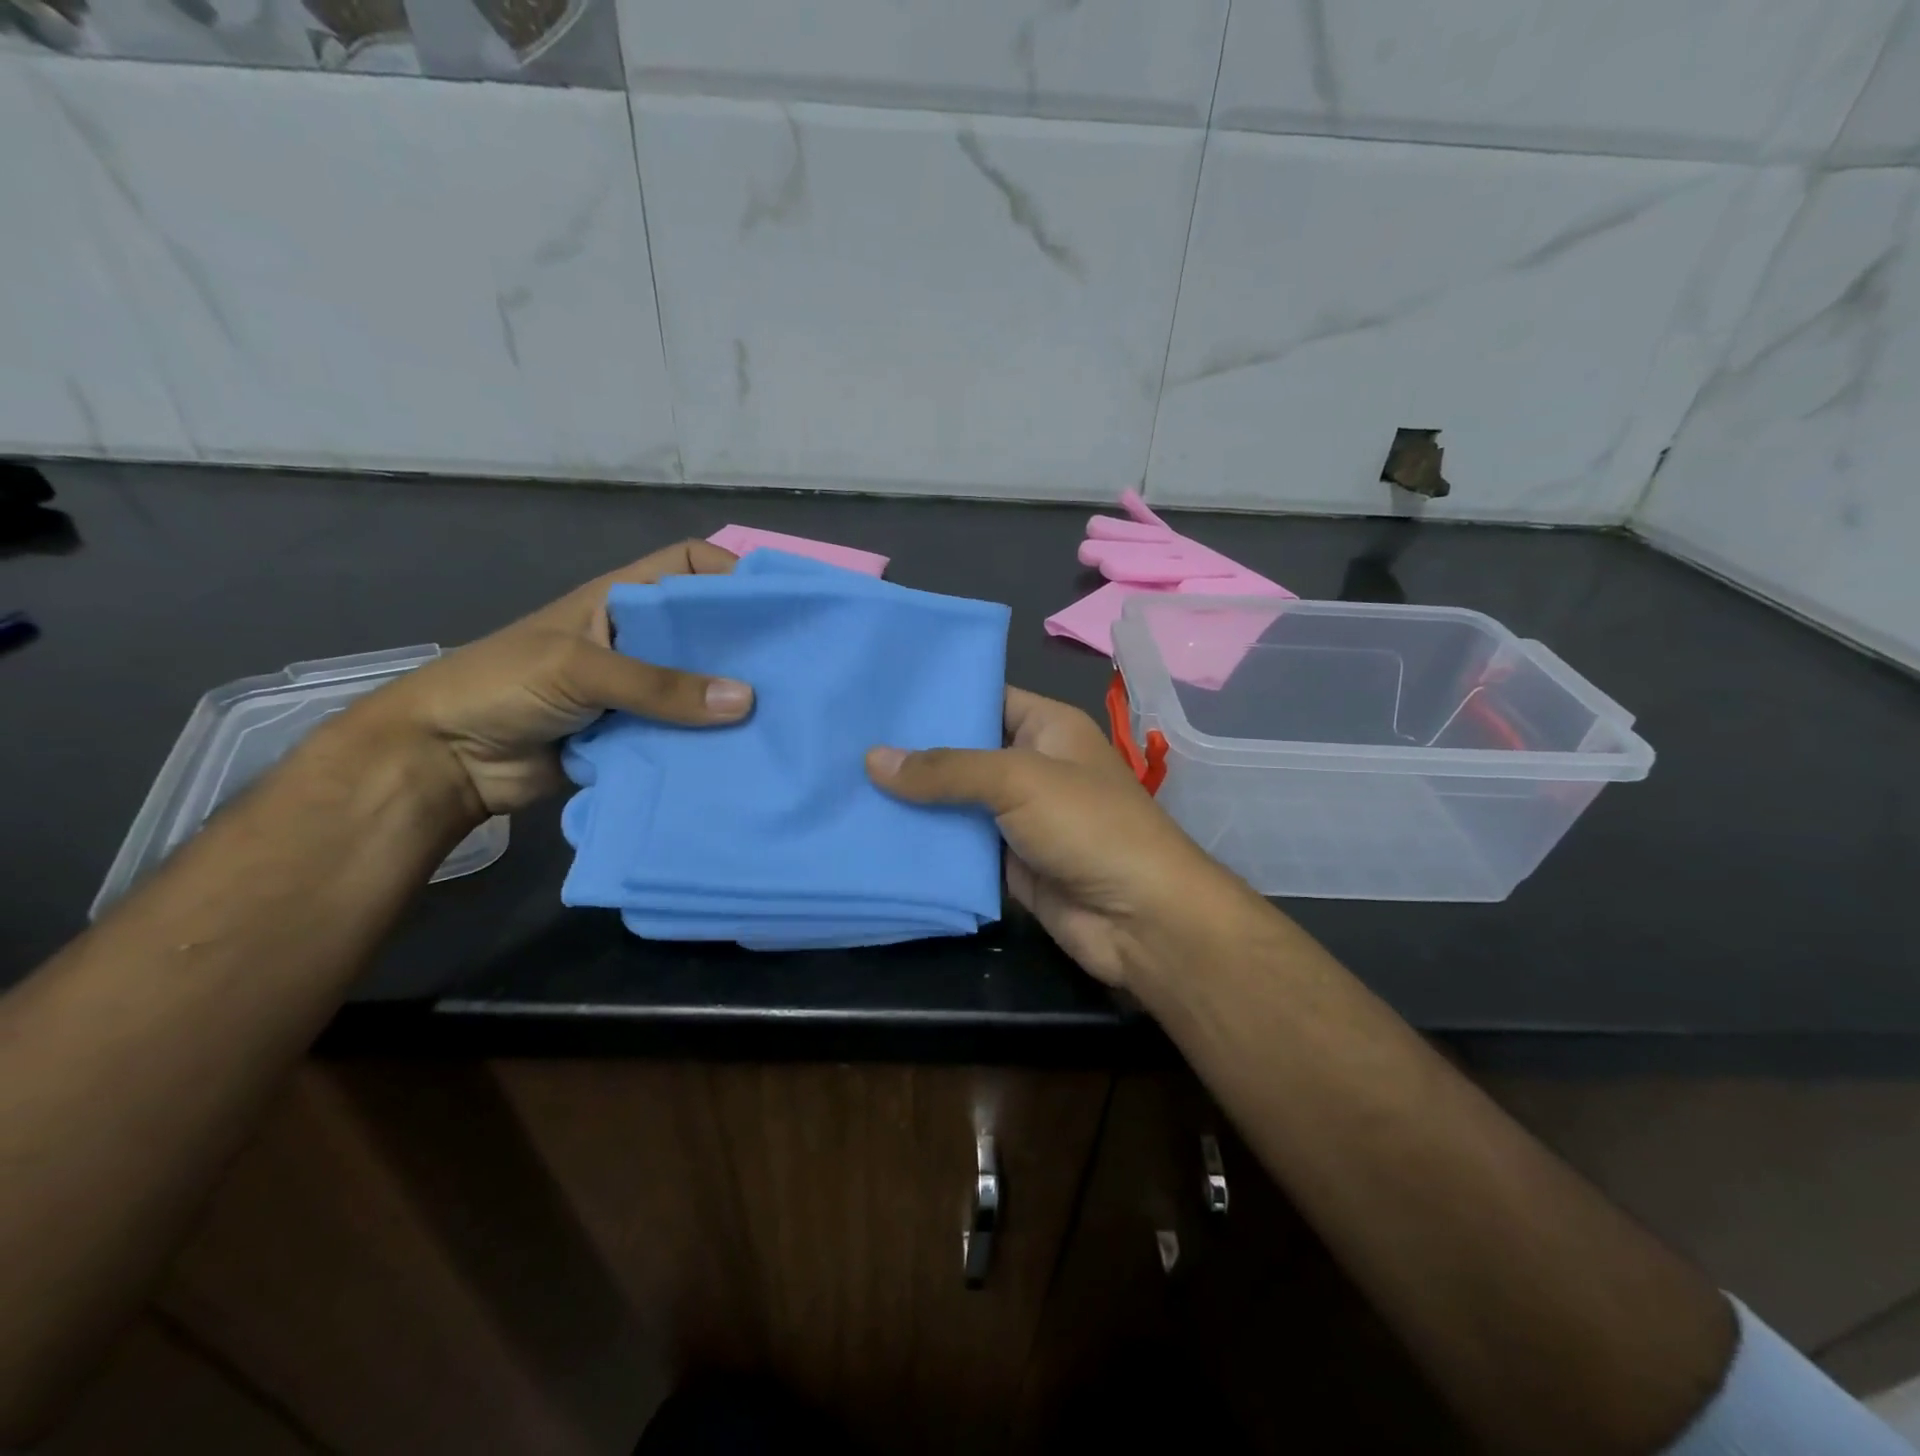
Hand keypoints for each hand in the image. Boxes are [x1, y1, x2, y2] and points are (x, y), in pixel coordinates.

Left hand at [342, 540, 751, 821]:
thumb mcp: (579, 669)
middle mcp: (637, 640)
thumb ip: (659, 685)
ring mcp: (637, 690)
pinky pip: (684, 733)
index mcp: (620, 600)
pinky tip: (744, 752)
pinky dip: (709, 741)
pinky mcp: (636, 736)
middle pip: (703, 631)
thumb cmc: (502, 686)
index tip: (777, 602)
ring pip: (698, 686)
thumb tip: (746, 700)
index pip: (687, 565)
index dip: (730, 572)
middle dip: (746, 645)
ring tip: (783, 714)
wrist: (445, 760)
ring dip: (730, 700)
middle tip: (797, 668)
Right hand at [866, 688, 1251, 987]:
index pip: (986, 697)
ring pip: (956, 802)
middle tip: (847, 743)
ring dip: (913, 802)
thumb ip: (946, 769)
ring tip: (846, 785)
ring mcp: (1020, 817)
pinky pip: (960, 846)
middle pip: (964, 752)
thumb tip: (873, 759)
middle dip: (914, 753)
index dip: (939, 697)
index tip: (879, 696)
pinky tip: (875, 835)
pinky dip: (927, 844)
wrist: (1140, 918)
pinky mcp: (1009, 862)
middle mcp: (1032, 766)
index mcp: (1047, 727)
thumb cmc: (1089, 825)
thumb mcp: (1018, 779)